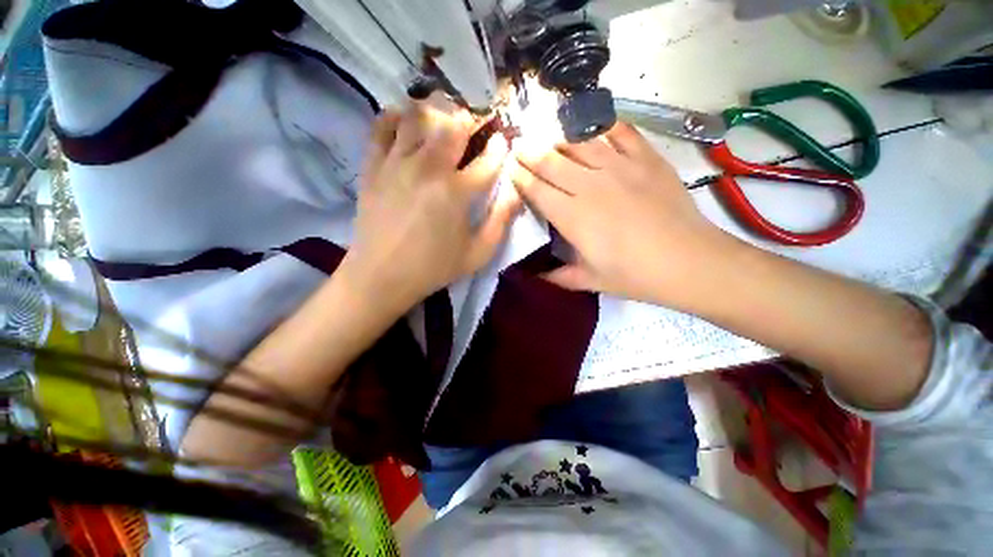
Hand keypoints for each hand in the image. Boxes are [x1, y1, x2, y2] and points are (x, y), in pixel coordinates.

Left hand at [342, 100, 520, 312]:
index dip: (499, 148)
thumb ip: (501, 221)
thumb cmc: (434, 267)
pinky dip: (395, 116)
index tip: (502, 143)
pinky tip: (405, 123)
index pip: (488, 159)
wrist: (382, 275)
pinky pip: (381, 126)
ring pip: (418, 116)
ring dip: (436, 112)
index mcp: (457, 193)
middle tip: (474, 127)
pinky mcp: (373, 166)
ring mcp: (397, 163)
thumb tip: (517, 191)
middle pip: (454, 125)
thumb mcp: (478, 254)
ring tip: (443, 121)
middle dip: (470, 120)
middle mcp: (428, 168)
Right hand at [510, 122, 729, 308]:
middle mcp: (589, 186)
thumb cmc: (634, 275)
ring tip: (548, 136)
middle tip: (518, 143)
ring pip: (579, 142)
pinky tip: (593, 127)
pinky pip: (620, 131)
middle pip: (551, 161)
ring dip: (558, 137)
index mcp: (572, 217)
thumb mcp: (590, 281)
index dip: (520, 177)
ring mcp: (619, 167)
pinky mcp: (645, 158)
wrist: (689, 261)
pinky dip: (604, 125)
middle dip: (530, 151)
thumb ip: (559, 277)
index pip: (537, 190)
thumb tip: (537, 277)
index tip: (510, 167)